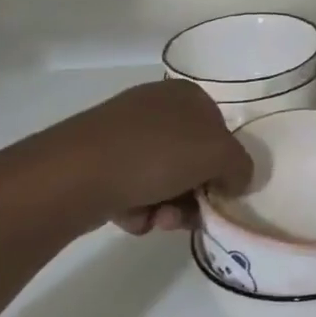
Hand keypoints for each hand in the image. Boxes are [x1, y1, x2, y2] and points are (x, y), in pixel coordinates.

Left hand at [4, 79, 253, 238]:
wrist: (74, 175)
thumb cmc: (156, 154)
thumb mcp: (220, 155)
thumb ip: (241, 167)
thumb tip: (234, 180)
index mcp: (187, 95)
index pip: (221, 133)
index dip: (223, 167)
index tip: (218, 193)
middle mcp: (156, 108)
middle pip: (193, 161)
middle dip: (194, 195)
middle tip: (187, 216)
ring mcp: (124, 134)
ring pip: (164, 179)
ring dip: (169, 207)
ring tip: (156, 221)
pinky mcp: (98, 161)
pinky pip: (133, 189)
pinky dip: (139, 209)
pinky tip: (131, 217)